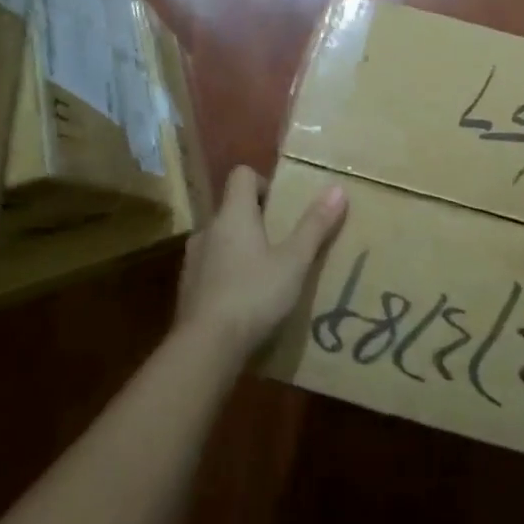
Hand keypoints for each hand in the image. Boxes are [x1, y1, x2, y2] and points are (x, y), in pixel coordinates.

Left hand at [175, 166, 346, 363]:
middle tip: (282, 242)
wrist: (205, 348)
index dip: (263, 183)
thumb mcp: (294, 262)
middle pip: (232, 208)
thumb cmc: (253, 295)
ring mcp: (193, 259)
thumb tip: (337, 188)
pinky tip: (245, 300)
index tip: (282, 206)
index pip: (241, 175)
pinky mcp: (187, 288)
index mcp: (233, 214)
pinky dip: (227, 273)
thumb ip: (315, 226)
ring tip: (265, 273)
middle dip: (256, 219)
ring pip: (220, 239)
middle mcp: (208, 228)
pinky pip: (211, 267)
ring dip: (240, 247)